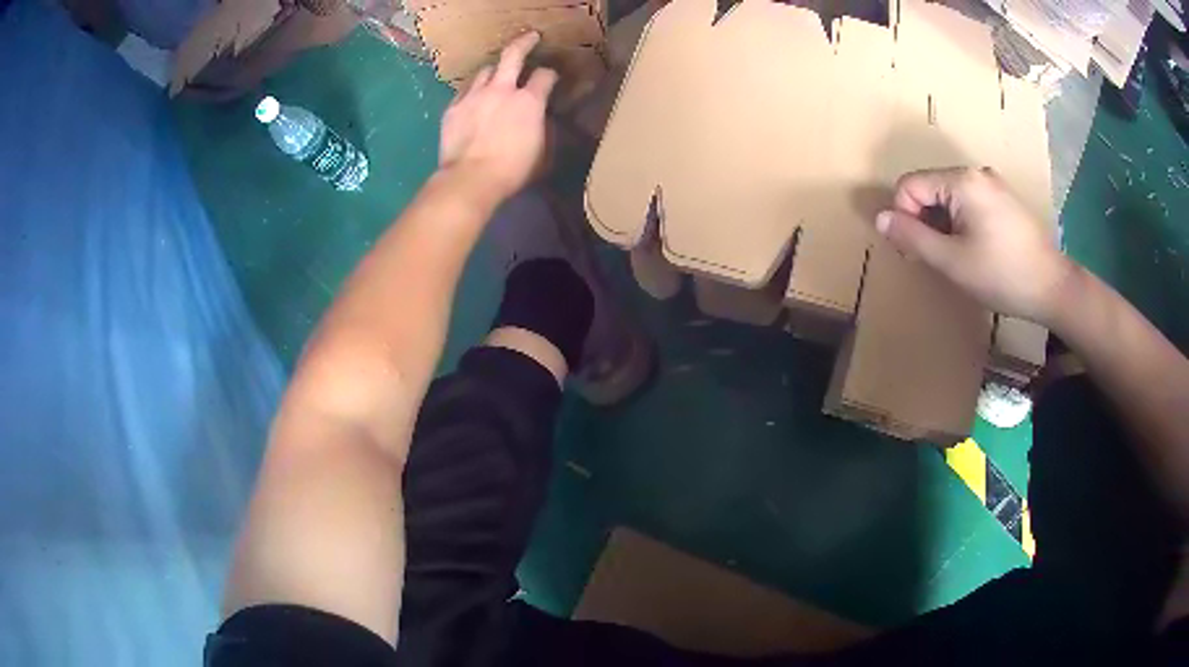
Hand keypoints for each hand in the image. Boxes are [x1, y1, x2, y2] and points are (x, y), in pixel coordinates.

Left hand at [438, 32, 556, 202]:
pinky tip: (474, 95)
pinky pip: (464, 89)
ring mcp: (474, 95)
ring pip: (485, 70)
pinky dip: (472, 89)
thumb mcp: (542, 152)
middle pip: (513, 54)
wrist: (470, 179)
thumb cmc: (512, 171)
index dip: (551, 75)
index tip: (551, 78)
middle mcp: (502, 89)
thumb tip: (542, 120)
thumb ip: (543, 129)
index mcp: (529, 101)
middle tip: (531, 37)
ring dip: (494, 71)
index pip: (545, 75)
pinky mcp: (453, 107)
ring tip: (495, 75)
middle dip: (525, 42)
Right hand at [875, 167, 1072, 324]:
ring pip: (948, 196)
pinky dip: (961, 223)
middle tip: (938, 259)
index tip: (917, 253)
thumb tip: (880, 219)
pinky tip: (977, 249)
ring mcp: (993, 184)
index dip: (905, 218)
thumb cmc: (1002, 275)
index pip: (910, 185)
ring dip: (943, 225)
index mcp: (961, 180)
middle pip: (930, 188)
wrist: (1052, 287)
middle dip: (925, 222)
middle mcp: (976, 172)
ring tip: (959, 257)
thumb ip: (912, 238)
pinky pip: (968, 201)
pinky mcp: (1004, 198)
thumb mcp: (952, 262)